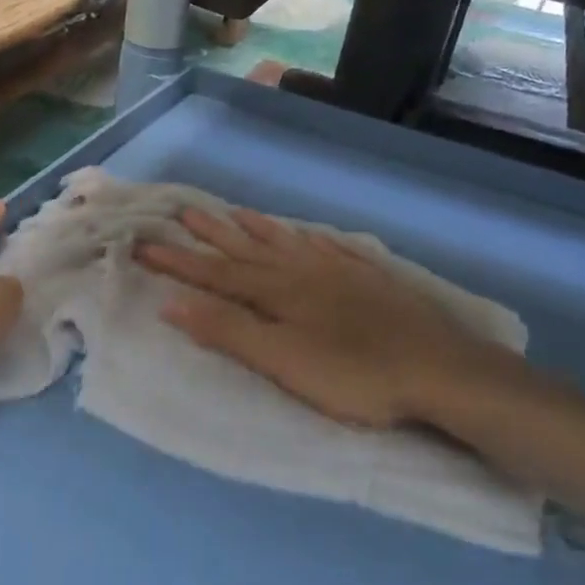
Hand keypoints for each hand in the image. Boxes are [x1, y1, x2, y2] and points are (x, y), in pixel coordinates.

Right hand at [136, 207, 518, 429]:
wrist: (440, 370)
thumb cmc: (354, 375)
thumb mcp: (282, 361)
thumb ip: (228, 331)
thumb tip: (172, 302)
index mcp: (277, 292)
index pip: (216, 273)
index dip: (178, 261)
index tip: (144, 244)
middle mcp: (303, 272)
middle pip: (248, 249)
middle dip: (211, 234)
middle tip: (182, 210)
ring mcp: (339, 272)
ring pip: (288, 243)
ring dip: (256, 229)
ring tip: (233, 212)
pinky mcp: (369, 280)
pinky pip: (329, 248)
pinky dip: (308, 238)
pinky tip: (306, 233)